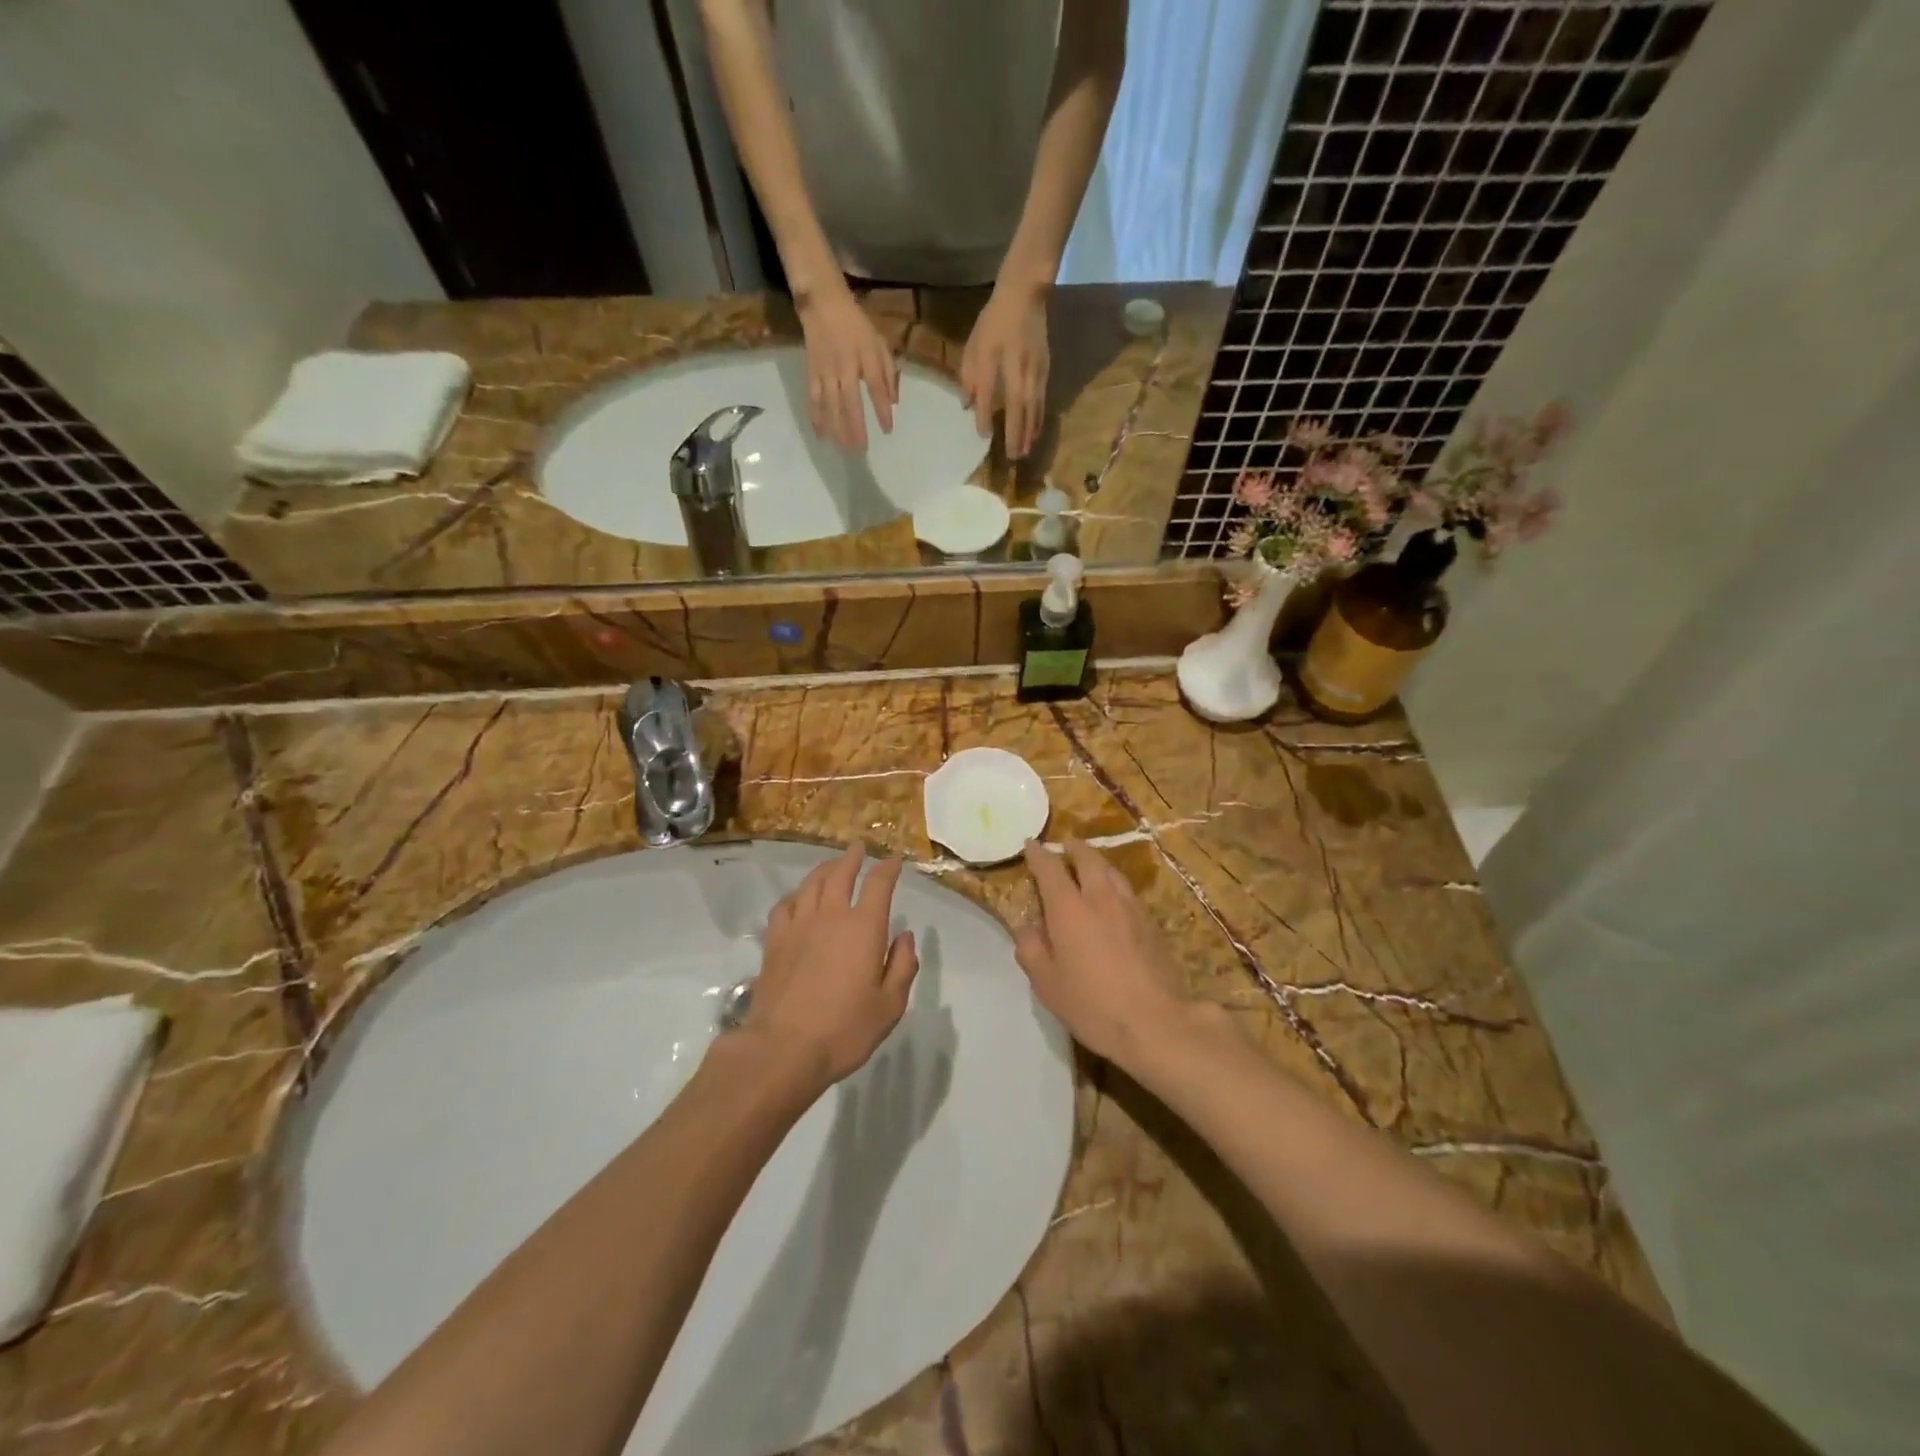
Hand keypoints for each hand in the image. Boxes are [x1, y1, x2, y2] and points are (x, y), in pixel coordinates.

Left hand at [742, 844, 919, 1089]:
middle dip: (852, 857)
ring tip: (831, 866)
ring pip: (811, 884)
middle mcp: (831, 916)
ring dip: (824, 869)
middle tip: (857, 847)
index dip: (888, 869)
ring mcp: (798, 926)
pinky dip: (796, 895)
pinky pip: (785, 905)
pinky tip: (798, 899)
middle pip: (840, 874)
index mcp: (863, 928)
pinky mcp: (774, 941)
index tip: (894, 861)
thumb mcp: (890, 1005)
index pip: (878, 885)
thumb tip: (905, 935)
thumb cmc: (844, 1030)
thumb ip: (902, 966)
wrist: (784, 1048)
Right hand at [796, 284, 897, 452]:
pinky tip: (822, 436)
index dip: (882, 410)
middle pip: (850, 403)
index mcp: (866, 357)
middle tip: (861, 450)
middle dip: (856, 428)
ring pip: (831, 405)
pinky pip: (813, 399)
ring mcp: (826, 371)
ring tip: (844, 449)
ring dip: (837, 429)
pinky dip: (817, 418)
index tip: (887, 430)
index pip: (876, 388)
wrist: (823, 303)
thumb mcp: (879, 343)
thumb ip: (888, 372)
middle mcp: (845, 366)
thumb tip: (894, 402)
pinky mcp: (811, 372)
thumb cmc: (856, 326)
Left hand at [961, 281, 1049, 458]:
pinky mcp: (1045, 373)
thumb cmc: (995, 321)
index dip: (985, 417)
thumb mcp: (975, 345)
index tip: (983, 436)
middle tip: (1013, 458)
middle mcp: (1019, 375)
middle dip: (1015, 436)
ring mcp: (1036, 375)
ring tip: (1025, 452)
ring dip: (1029, 433)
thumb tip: (968, 404)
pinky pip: (1042, 403)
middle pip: (1018, 412)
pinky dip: (1038, 420)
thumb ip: (970, 376)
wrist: (1025, 295)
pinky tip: (1035, 431)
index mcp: (998, 365)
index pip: (989, 398)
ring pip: (1033, 411)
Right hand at [1014, 841, 1189, 1069]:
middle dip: (1073, 848)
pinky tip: (1112, 899)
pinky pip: (1127, 891)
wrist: (1155, 1022)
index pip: (1049, 868)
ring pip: (1111, 871)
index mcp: (1069, 908)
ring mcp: (1130, 907)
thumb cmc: (1092, 1004)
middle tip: (1064, 848)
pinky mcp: (1151, 922)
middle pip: (1088, 858)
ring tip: (1089, 868)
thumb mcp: (1047, 984)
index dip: (1037, 854)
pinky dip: (1114, 885)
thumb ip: (1031, 950)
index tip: (1030, 846)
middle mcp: (1100, 897)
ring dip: (1096, 863)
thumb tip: (1028, 929)